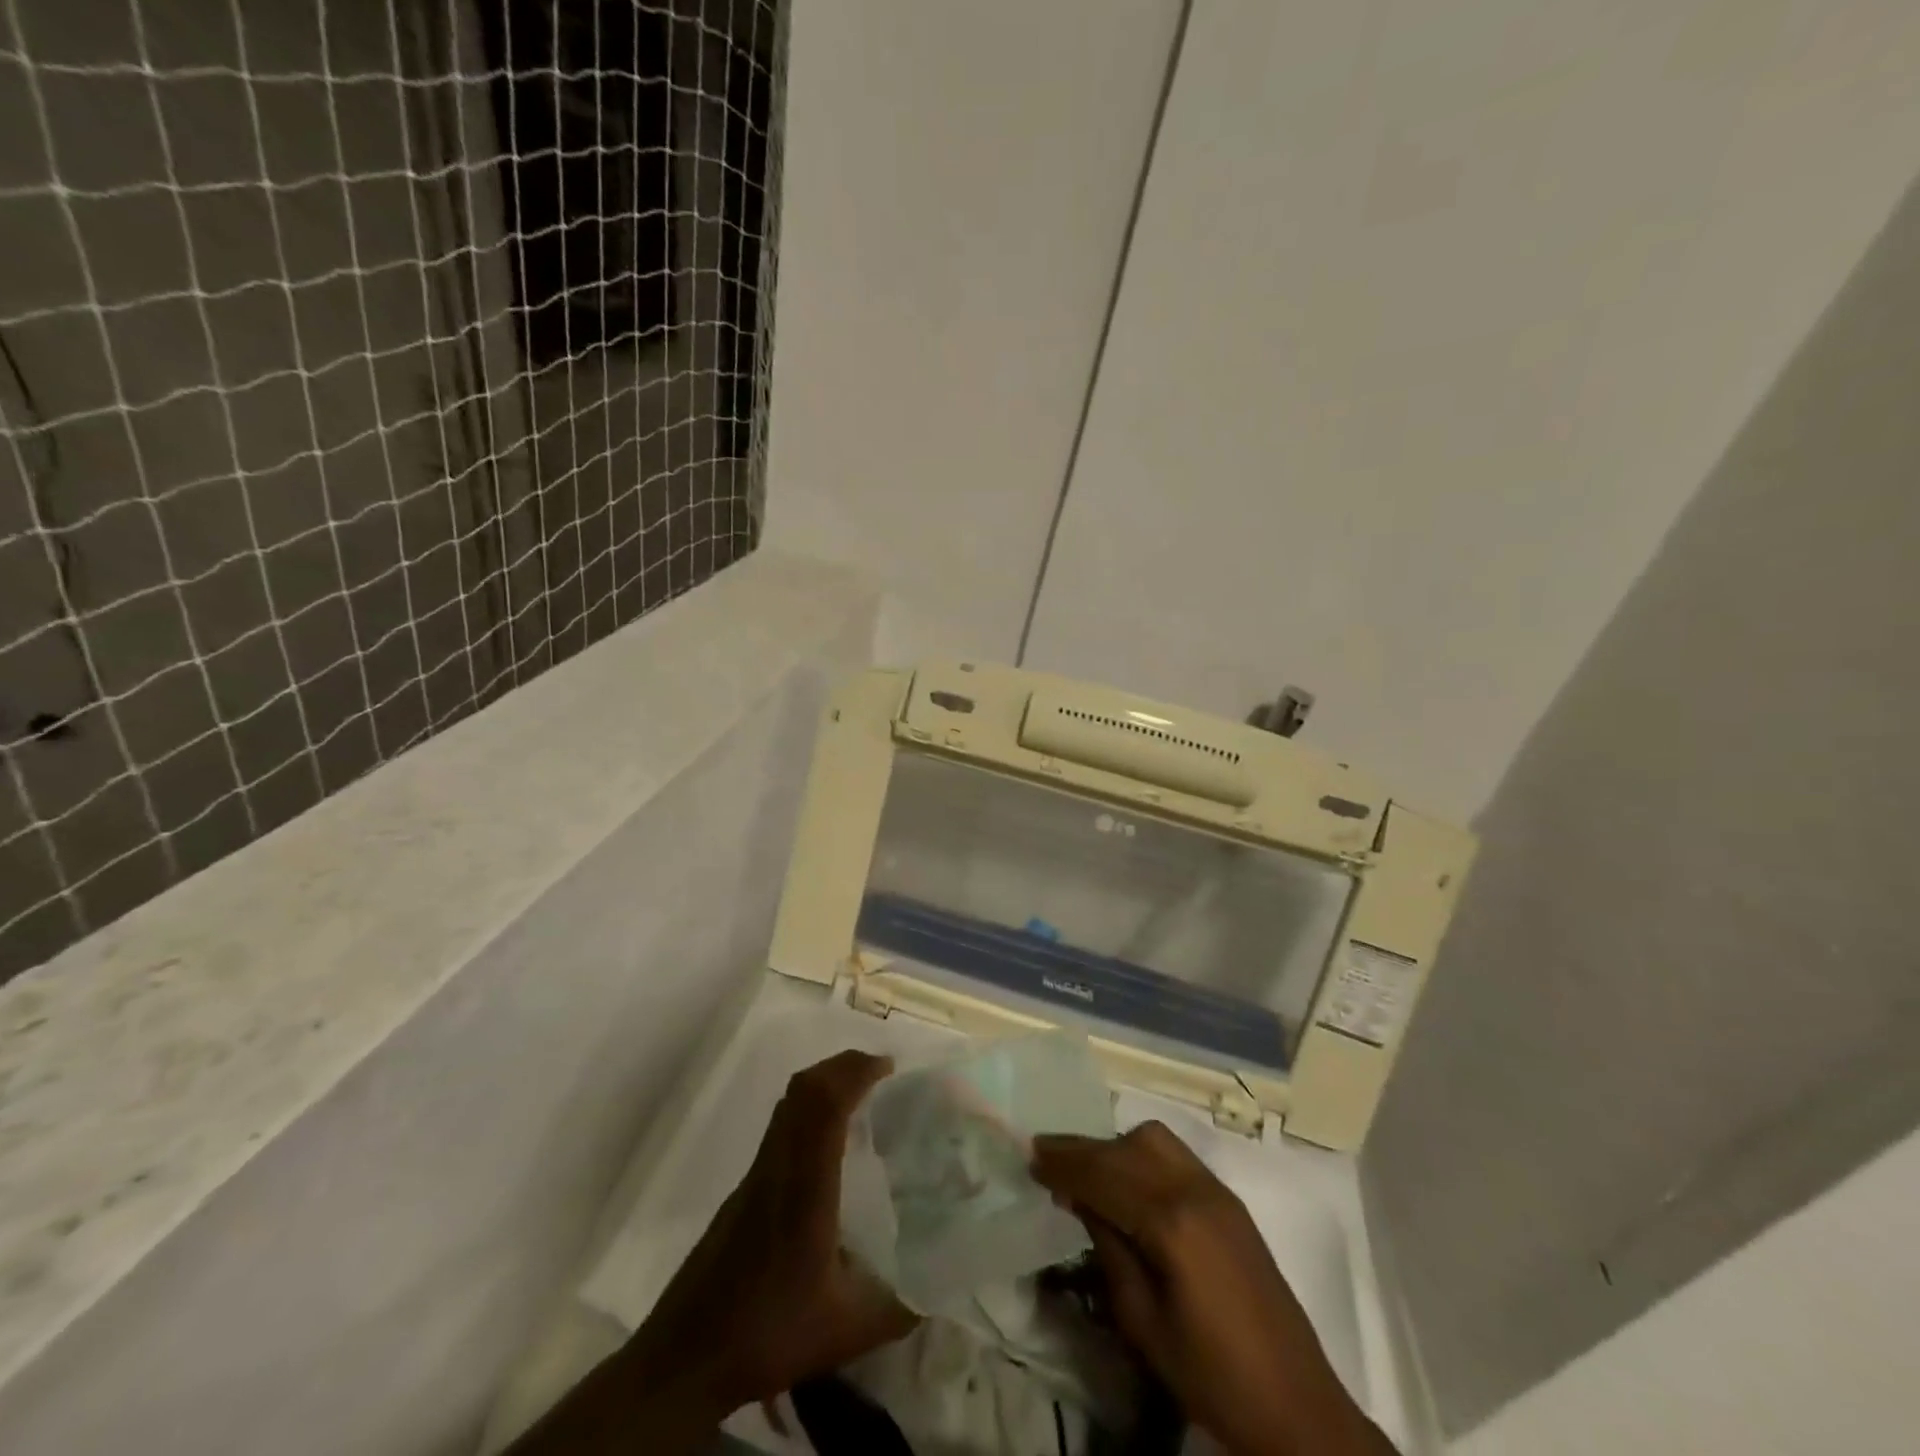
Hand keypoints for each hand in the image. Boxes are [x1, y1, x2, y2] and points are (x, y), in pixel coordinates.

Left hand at [632, 1049, 918, 1412]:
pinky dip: (810, 1112)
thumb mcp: (847, 1330)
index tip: (889, 1068)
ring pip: (789, 1105)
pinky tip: (829, 1147)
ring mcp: (757, 1175)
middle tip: (880, 1073)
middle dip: (843, 1066)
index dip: (855, 1073)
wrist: (684, 1357)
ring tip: (861, 1098)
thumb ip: (900, 1307)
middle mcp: (778, 1166)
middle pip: (804, 1090)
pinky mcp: (745, 1190)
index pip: (825, 1104)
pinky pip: (782, 1127)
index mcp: (805, 1185)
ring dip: (825, 1085)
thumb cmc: (767, 1332)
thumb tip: (943, 1287)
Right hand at [1032, 1122, 1393, 1455]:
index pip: (1105, 1173)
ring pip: (1154, 1140)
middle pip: (1128, 1146)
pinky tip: (1126, 1181)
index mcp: (1172, 1222)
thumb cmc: (1211, 1376)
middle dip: (1084, 1148)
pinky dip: (1141, 1155)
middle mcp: (1195, 1189)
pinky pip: (1175, 1155)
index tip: (1030, 1156)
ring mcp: (1217, 1189)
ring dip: (1115, 1147)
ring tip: (1086, 1170)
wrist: (1296, 1406)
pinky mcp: (1229, 1200)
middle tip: (1048, 1159)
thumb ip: (1110, 1249)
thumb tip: (1080, 1200)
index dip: (1064, 1163)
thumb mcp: (1143, 1323)